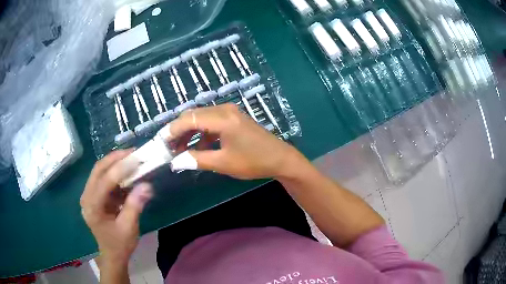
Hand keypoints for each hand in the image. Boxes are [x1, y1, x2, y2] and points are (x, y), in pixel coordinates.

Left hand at [80, 150, 152, 267]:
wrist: (112, 254)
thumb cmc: (120, 244)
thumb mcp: (129, 228)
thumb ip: (135, 206)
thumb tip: (146, 185)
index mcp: (92, 207)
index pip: (105, 181)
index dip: (120, 169)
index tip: (137, 159)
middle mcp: (86, 197)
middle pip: (98, 169)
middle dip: (115, 159)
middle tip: (133, 152)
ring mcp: (88, 195)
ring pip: (99, 170)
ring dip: (114, 162)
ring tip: (131, 157)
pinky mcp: (93, 195)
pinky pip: (102, 177)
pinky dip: (114, 172)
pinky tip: (126, 172)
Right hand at [165, 104, 306, 179]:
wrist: (280, 159)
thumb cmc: (253, 161)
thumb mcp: (223, 163)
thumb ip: (196, 160)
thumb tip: (175, 161)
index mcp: (222, 118)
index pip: (188, 119)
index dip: (172, 131)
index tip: (161, 143)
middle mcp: (224, 110)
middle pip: (193, 116)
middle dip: (178, 131)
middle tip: (169, 148)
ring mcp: (229, 112)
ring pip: (201, 119)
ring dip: (189, 133)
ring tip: (181, 151)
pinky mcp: (233, 118)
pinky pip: (211, 122)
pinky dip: (202, 134)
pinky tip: (199, 149)